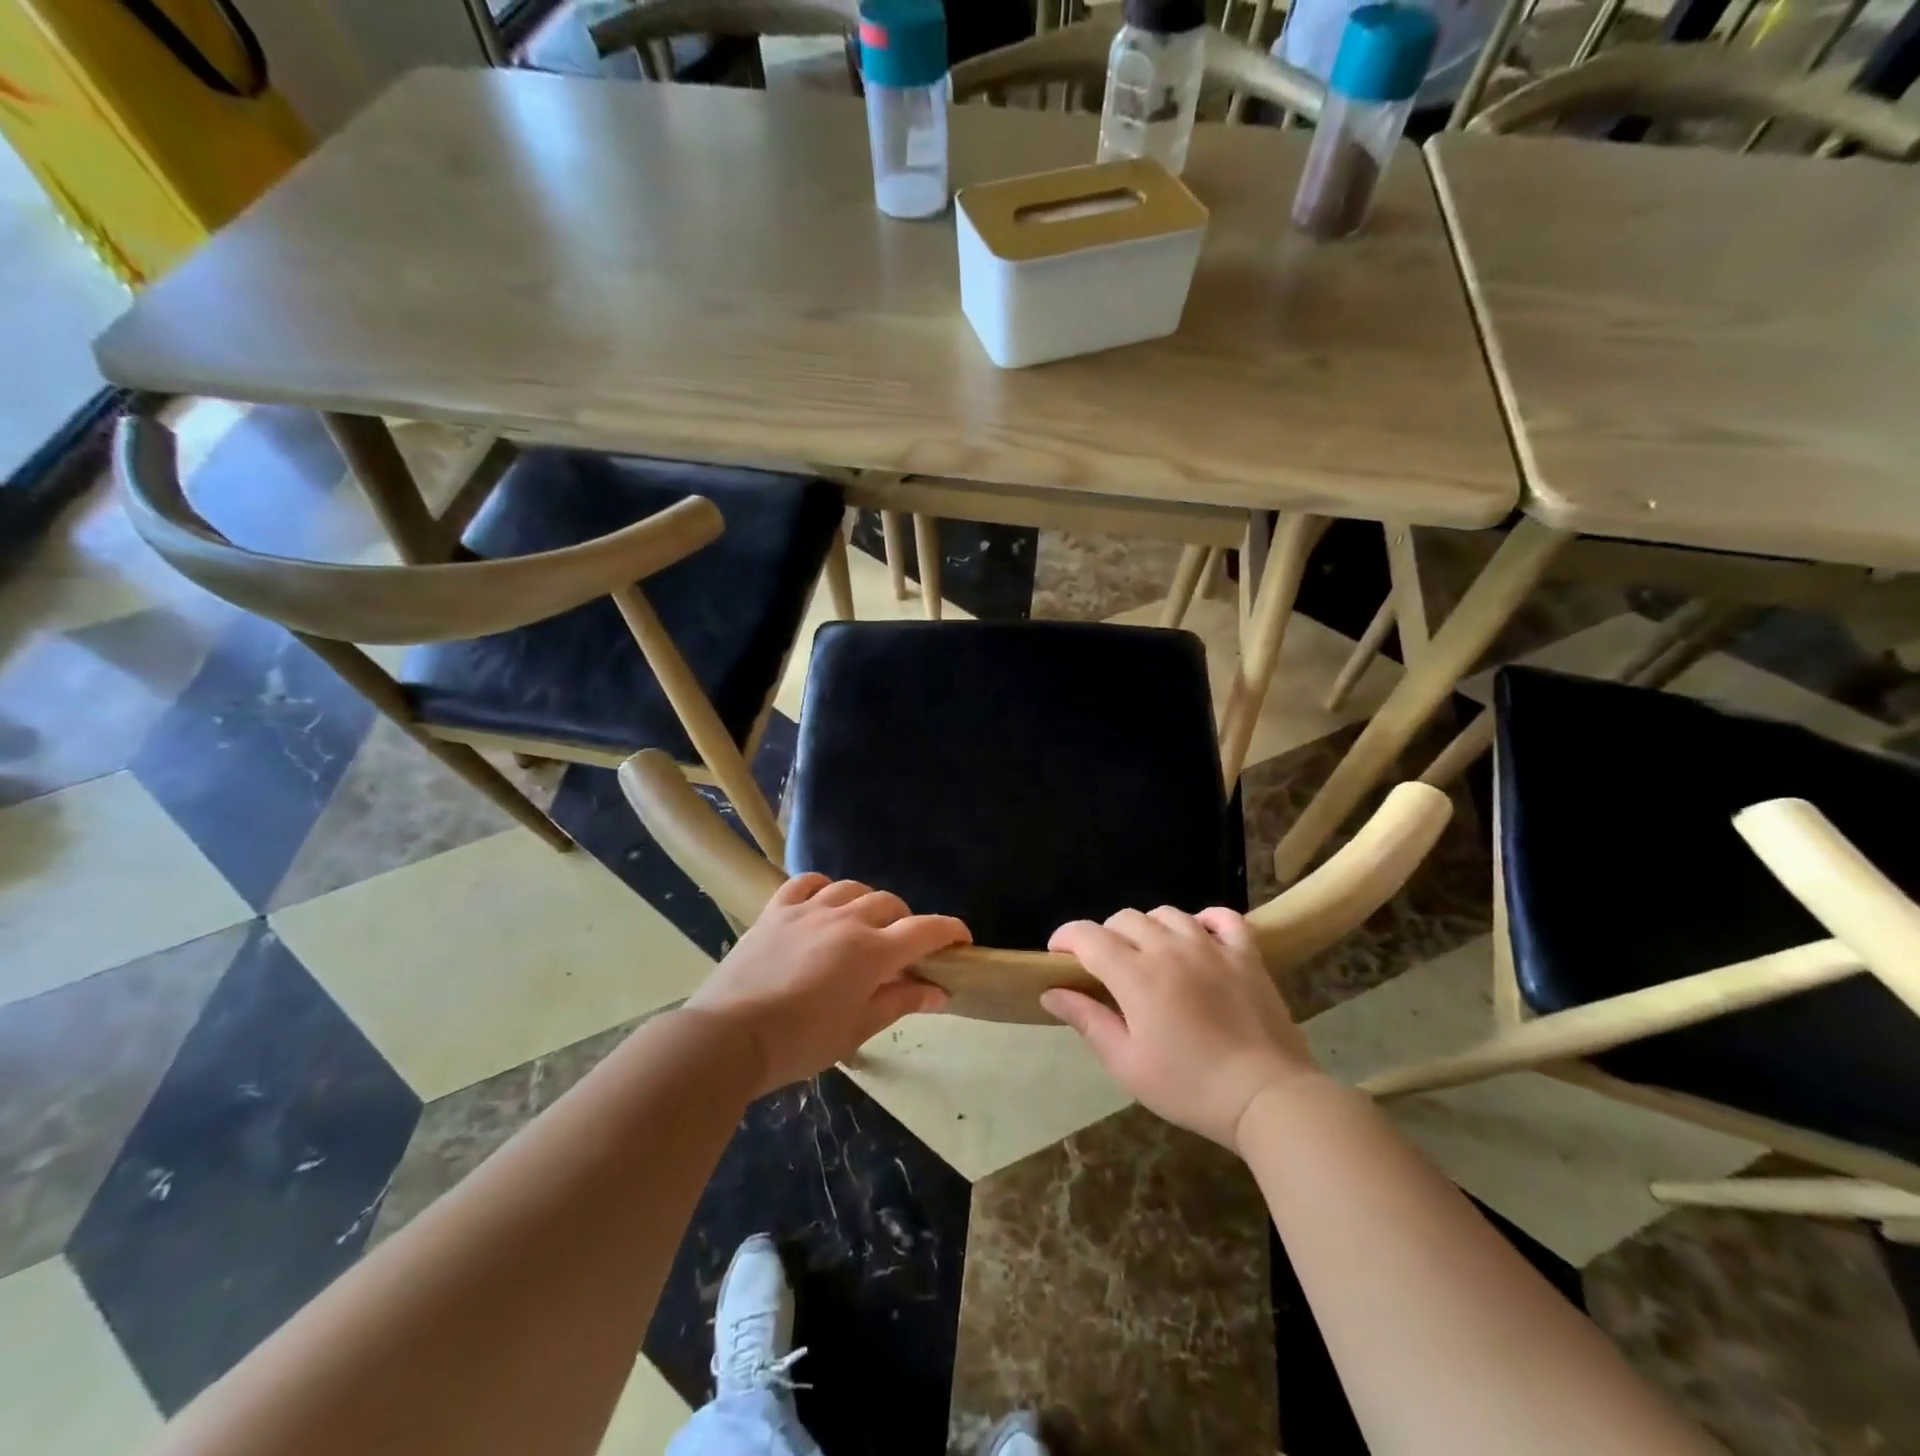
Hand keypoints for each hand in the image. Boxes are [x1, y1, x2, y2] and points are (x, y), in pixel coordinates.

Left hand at [686, 874, 968, 1095]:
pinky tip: (824, 903)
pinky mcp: (776, 910)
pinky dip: (824, 888)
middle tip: (902, 949)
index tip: (963, 940)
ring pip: (852, 888)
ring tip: (864, 926)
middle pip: (890, 904)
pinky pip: (807, 883)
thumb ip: (901, 1001)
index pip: (925, 930)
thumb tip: (940, 991)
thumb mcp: (858, 1028)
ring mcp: (808, 910)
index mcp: (872, 951)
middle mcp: (846, 919)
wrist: (729, 1036)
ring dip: (868, 903)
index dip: (950, 931)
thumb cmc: (801, 1042)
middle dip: (906, 921)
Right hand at [1042, 907, 1320, 1150]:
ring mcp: (1211, 947)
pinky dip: (1205, 920)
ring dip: (1149, 928)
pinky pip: (1223, 917)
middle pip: (1125, 919)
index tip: (1057, 954)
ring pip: (1168, 914)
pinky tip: (1199, 937)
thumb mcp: (1127, 1063)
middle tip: (1106, 967)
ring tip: (1150, 954)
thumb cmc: (1189, 1086)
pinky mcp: (1246, 954)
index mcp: (1135, 975)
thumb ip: (1088, 1021)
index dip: (1065, 937)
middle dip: (1105, 936)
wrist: (1266, 1097)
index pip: (1088, 936)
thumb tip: (1051, 992)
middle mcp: (1169, 948)